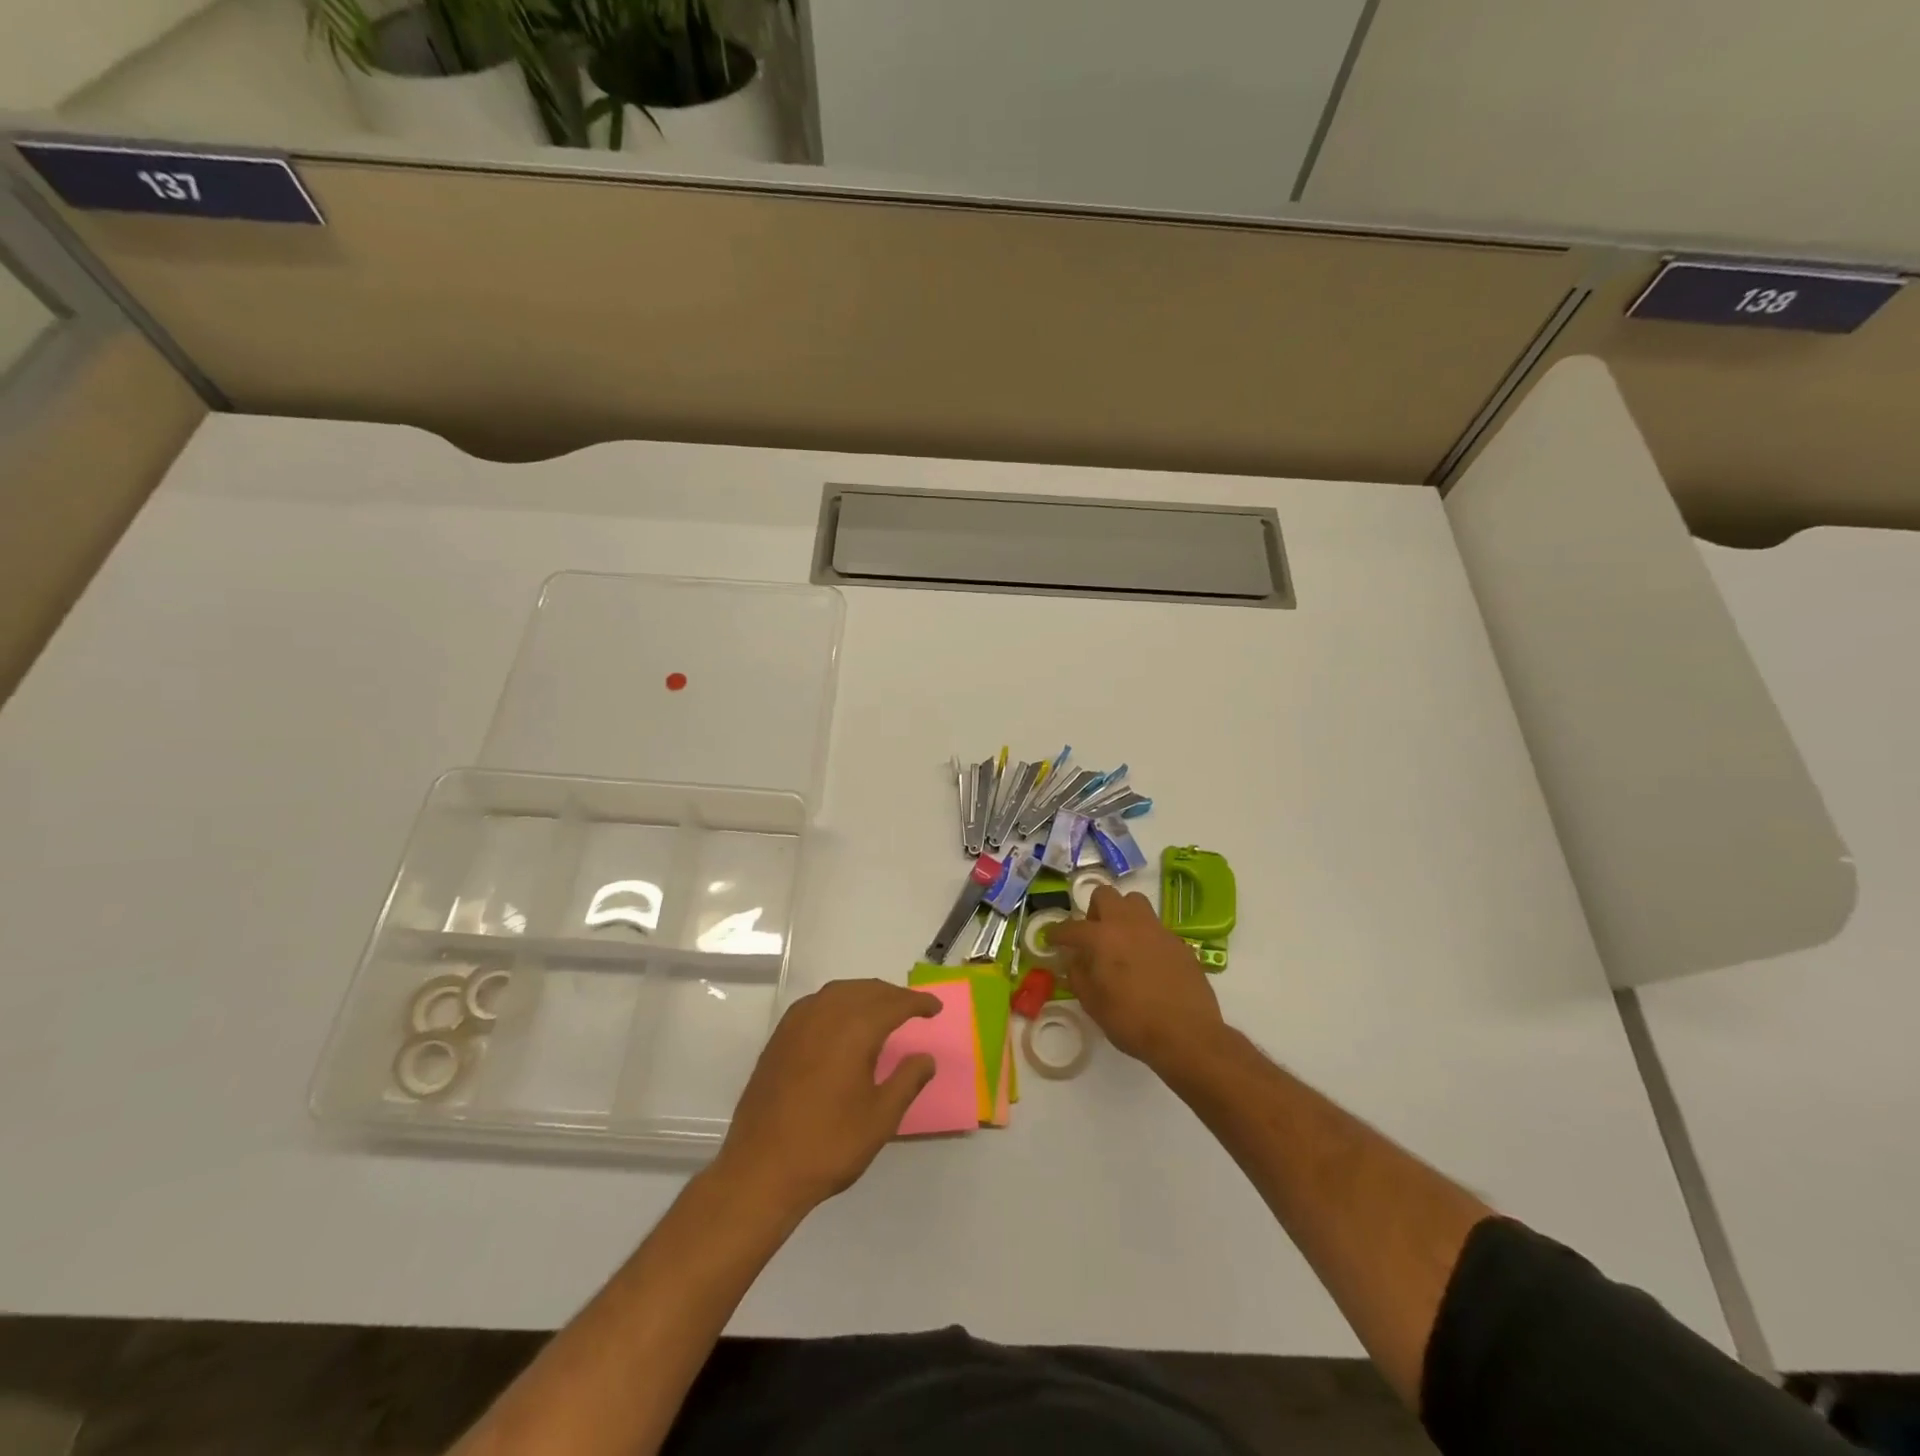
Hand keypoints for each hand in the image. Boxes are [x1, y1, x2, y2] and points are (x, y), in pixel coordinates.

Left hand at [716, 978, 940, 1216]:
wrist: (760, 1169)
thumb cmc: (828, 1145)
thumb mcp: (880, 1119)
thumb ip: (907, 1081)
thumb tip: (925, 1058)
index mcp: (855, 1030)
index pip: (894, 1004)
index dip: (918, 1003)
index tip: (935, 1009)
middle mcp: (825, 1015)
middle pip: (866, 990)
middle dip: (892, 995)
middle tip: (912, 1008)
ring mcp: (797, 1023)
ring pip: (839, 991)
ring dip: (864, 994)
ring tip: (881, 1010)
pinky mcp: (779, 1037)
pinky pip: (816, 1003)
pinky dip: (838, 1002)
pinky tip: (842, 1021)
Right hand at [1049, 886, 1226, 1073]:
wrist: (1187, 1034)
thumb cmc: (1132, 1021)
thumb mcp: (1093, 1004)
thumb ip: (1078, 975)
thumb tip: (1074, 960)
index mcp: (1102, 937)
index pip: (1071, 927)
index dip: (1057, 933)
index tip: (1051, 939)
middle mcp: (1128, 924)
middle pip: (1105, 895)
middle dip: (1093, 911)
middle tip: (1093, 936)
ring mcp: (1156, 930)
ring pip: (1134, 902)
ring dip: (1122, 915)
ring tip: (1121, 941)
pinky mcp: (1178, 942)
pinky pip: (1155, 927)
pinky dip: (1144, 936)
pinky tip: (1146, 962)